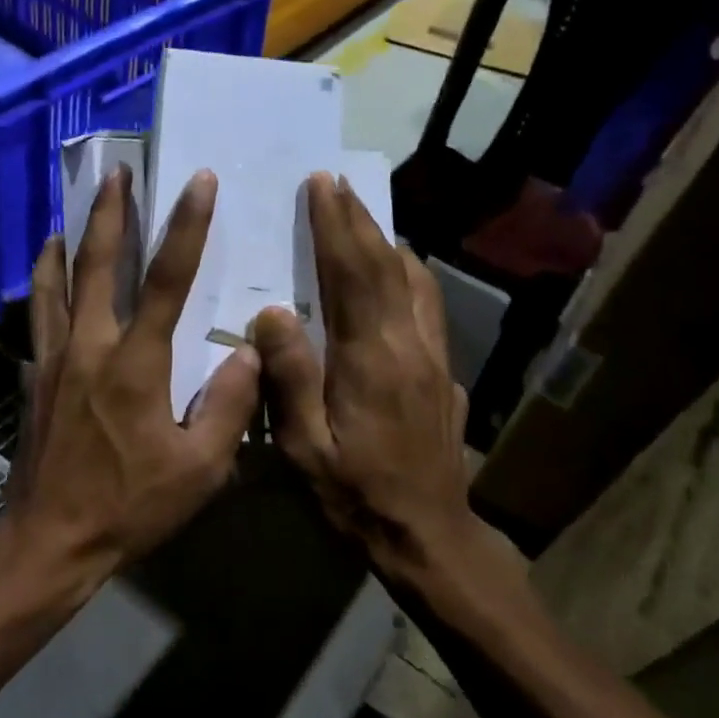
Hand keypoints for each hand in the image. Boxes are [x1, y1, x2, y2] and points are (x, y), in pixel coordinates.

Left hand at [6, 167, 259, 597]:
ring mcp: (54, 359)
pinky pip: (39, 315)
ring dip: (66, 240)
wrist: (49, 539)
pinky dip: (44, 284)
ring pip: (55, 283)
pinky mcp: (35, 376)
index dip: (185, 226)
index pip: (165, 280)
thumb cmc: (129, 506)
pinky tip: (48, 275)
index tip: (198, 181)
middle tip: (116, 172)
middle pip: (95, 264)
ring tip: (73, 211)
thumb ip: (227, 405)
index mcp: (135, 364)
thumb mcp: (199, 469)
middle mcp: (89, 347)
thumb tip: (250, 353)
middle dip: (109, 213)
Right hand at [254, 173, 526, 603]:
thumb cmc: (356, 493)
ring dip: (386, 244)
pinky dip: (410, 275)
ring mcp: (435, 357)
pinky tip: (398, 276)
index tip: (321, 186)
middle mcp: (410, 345)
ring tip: (363, 221)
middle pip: (386, 266)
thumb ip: (291, 377)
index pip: (353, 275)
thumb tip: (273, 313)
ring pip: (415, 282)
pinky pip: (429, 306)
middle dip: (359, 221)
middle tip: (336, 185)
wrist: (428, 533)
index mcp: (371, 358)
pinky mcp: (445, 372)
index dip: (336, 227)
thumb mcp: (306, 446)